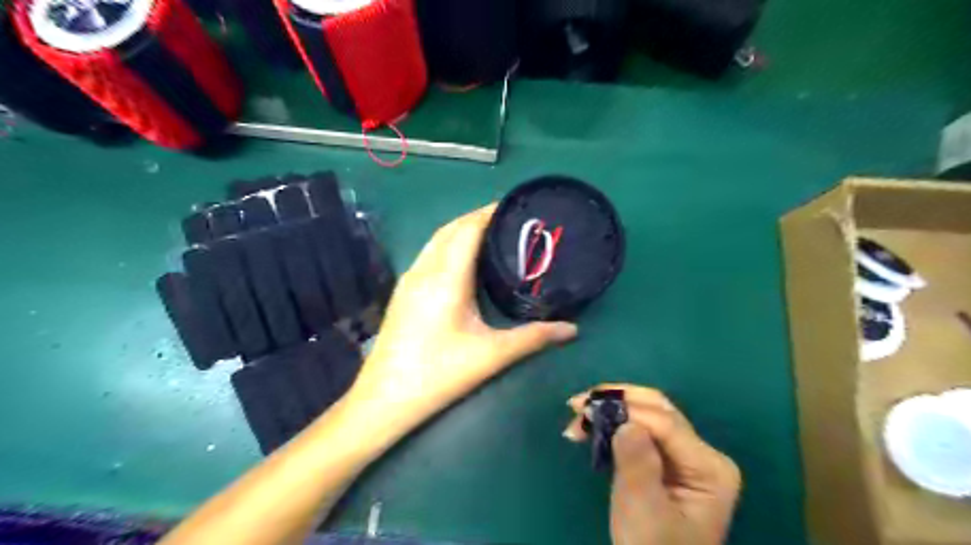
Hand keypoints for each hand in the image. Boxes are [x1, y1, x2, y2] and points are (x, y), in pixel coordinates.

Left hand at [344, 204, 573, 437]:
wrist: (385, 398)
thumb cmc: (439, 373)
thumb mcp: (492, 355)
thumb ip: (534, 338)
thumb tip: (572, 329)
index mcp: (446, 276)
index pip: (468, 228)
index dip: (491, 212)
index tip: (516, 207)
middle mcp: (424, 269)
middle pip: (451, 228)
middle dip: (479, 217)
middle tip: (510, 221)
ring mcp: (409, 279)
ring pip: (436, 240)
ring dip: (461, 230)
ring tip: (490, 235)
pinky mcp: (403, 291)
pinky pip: (429, 253)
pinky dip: (448, 245)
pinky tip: (462, 262)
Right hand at [566, 385, 740, 544]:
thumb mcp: (643, 511)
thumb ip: (637, 465)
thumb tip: (625, 422)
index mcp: (709, 467)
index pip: (666, 424)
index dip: (627, 410)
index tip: (587, 408)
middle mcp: (702, 453)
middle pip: (658, 410)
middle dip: (618, 401)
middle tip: (579, 404)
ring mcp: (685, 455)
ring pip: (647, 414)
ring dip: (612, 409)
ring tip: (578, 413)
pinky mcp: (667, 460)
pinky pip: (640, 429)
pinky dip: (614, 423)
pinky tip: (592, 426)